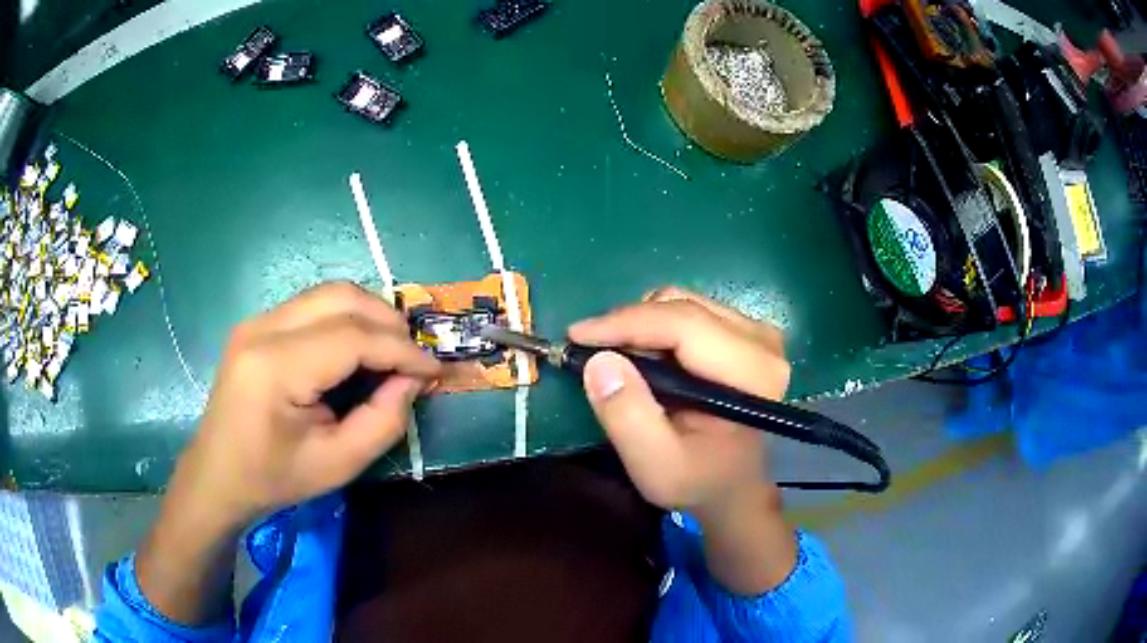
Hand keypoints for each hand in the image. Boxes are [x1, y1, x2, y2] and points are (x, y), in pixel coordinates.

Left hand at [138, 282, 439, 623]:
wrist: (218, 474)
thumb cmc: (274, 479)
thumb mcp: (338, 465)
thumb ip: (384, 420)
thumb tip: (413, 380)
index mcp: (275, 368)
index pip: (352, 337)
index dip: (401, 349)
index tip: (434, 369)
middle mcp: (262, 328)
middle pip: (342, 297)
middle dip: (389, 322)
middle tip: (414, 359)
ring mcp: (256, 320)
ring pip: (329, 293)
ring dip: (369, 315)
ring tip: (392, 352)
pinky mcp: (258, 324)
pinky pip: (313, 304)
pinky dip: (346, 318)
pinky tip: (358, 348)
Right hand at [569, 287, 794, 593]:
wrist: (734, 487)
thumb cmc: (699, 480)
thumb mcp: (656, 465)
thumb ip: (628, 417)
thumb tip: (599, 362)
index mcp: (752, 372)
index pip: (683, 324)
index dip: (625, 323)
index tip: (576, 335)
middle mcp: (762, 340)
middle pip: (681, 306)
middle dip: (629, 326)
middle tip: (595, 358)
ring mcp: (756, 331)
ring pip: (681, 302)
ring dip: (641, 327)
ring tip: (624, 365)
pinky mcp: (745, 331)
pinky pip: (688, 310)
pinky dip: (657, 328)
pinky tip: (648, 360)